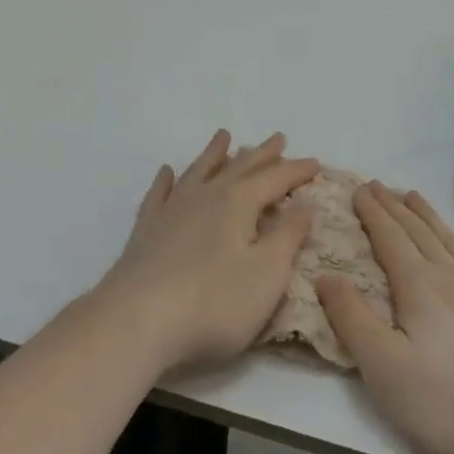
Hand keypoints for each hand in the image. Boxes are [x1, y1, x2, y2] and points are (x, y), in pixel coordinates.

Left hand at [94, 130, 319, 375]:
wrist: (138, 318)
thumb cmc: (213, 302)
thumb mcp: (266, 274)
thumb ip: (287, 237)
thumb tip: (305, 205)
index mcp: (238, 202)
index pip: (275, 179)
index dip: (296, 171)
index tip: (316, 162)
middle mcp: (206, 195)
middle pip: (239, 167)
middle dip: (262, 154)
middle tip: (278, 138)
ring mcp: (173, 209)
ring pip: (199, 170)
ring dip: (215, 153)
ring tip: (224, 135)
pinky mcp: (147, 229)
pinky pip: (160, 193)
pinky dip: (166, 180)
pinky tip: (167, 172)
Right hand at [318, 182, 453, 453]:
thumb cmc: (453, 406)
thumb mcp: (386, 370)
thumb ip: (353, 320)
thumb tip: (325, 275)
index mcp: (418, 287)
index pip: (389, 238)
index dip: (372, 212)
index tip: (359, 187)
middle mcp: (452, 278)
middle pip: (418, 232)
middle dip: (395, 207)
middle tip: (380, 185)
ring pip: (452, 243)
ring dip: (430, 218)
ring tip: (415, 196)